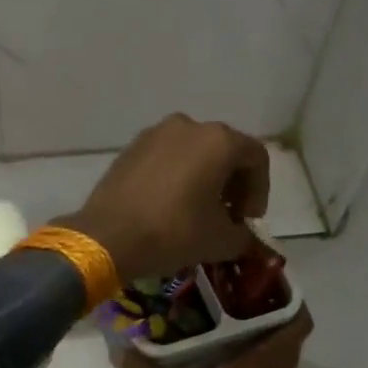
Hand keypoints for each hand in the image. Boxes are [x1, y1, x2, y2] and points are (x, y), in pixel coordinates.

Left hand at [60, 114, 270, 282]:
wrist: (107, 236)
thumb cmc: (174, 232)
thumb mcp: (221, 241)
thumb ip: (243, 235)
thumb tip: (241, 234)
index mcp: (218, 140)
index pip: (256, 158)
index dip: (260, 190)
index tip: (248, 220)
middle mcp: (188, 126)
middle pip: (224, 150)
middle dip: (232, 183)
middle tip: (227, 216)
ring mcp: (155, 133)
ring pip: (193, 151)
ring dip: (204, 177)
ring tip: (198, 211)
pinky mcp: (131, 147)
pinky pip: (166, 157)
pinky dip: (176, 175)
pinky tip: (169, 204)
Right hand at [121, 308, 311, 367]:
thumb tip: (121, 350)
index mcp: (270, 360)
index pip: (298, 317)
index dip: (286, 293)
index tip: (257, 277)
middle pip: (282, 328)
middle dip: (258, 306)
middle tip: (223, 289)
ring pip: (272, 349)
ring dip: (251, 331)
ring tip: (214, 313)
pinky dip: (245, 355)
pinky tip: (213, 353)